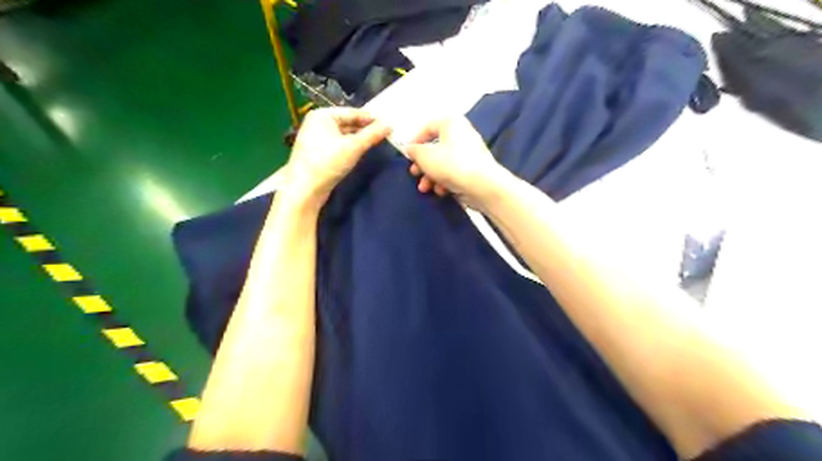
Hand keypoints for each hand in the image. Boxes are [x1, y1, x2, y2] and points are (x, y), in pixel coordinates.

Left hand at [286, 106, 392, 206]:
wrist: (304, 190)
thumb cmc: (327, 163)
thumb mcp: (353, 147)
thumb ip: (372, 135)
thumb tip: (390, 125)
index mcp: (322, 115)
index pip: (352, 112)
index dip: (371, 118)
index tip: (389, 123)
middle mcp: (317, 123)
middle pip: (347, 123)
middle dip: (365, 129)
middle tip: (386, 133)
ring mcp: (315, 138)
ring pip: (343, 135)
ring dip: (359, 139)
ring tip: (377, 142)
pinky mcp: (317, 153)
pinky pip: (338, 145)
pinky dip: (350, 147)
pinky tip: (361, 152)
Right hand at [405, 115, 507, 207]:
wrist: (482, 185)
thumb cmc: (451, 164)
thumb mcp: (424, 156)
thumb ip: (414, 151)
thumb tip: (410, 149)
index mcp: (452, 123)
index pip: (428, 126)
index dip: (415, 141)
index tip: (408, 155)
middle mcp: (462, 134)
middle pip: (436, 148)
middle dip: (423, 164)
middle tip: (415, 174)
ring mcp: (470, 153)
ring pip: (444, 162)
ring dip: (431, 176)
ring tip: (425, 188)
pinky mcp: (474, 170)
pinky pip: (455, 172)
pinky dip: (445, 181)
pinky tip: (441, 192)